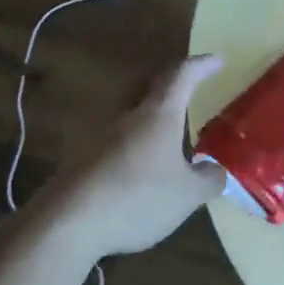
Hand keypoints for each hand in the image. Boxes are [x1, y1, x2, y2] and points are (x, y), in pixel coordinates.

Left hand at [39, 54, 226, 257]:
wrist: (67, 224)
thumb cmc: (137, 198)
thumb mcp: (187, 195)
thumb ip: (208, 179)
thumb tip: (215, 169)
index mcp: (157, 114)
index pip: (181, 76)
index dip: (200, 66)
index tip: (216, 60)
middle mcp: (126, 115)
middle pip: (148, 87)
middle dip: (169, 85)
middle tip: (186, 90)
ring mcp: (97, 135)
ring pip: (128, 113)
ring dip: (147, 116)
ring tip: (165, 133)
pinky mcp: (79, 159)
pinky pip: (112, 140)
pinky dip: (130, 145)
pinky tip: (138, 166)